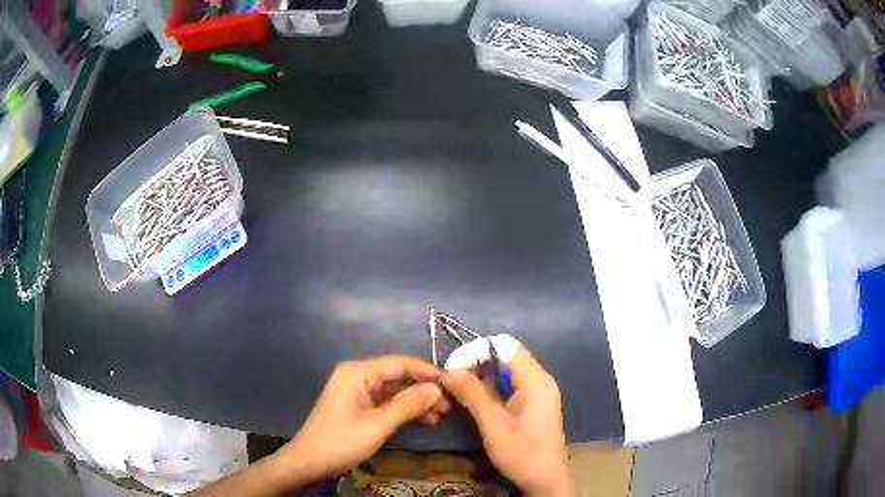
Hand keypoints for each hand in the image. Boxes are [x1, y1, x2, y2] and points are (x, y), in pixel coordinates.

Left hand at [279, 356, 448, 481]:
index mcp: (358, 372)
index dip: (427, 371)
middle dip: (423, 389)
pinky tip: (425, 421)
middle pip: (398, 376)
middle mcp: (358, 376)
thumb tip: (437, 388)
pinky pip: (387, 403)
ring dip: (416, 402)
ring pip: (394, 391)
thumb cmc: (341, 441)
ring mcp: (358, 392)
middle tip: (449, 404)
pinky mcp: (359, 407)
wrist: (310, 462)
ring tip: (441, 415)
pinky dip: (404, 411)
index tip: (453, 383)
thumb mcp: (378, 424)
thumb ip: (408, 404)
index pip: (399, 363)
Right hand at [441, 347, 572, 496]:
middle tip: (451, 382)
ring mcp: (538, 392)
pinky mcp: (533, 405)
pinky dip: (490, 389)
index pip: (504, 346)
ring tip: (457, 392)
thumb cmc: (523, 454)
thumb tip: (449, 371)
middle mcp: (539, 380)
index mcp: (535, 380)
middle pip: (505, 356)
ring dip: (480, 378)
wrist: (547, 481)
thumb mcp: (494, 425)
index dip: (476, 351)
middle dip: (476, 364)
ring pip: (505, 372)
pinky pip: (509, 386)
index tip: (452, 369)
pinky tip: (474, 402)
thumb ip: (473, 395)